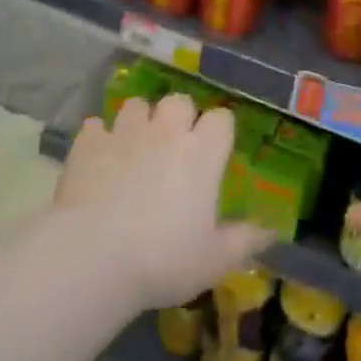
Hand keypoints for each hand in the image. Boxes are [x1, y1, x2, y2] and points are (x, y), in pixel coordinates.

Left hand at [55, 93, 273, 309]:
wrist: (94, 258)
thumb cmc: (164, 259)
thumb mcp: (215, 260)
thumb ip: (245, 240)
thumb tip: (271, 231)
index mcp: (202, 152)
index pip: (222, 118)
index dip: (219, 131)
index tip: (215, 151)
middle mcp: (166, 132)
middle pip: (179, 101)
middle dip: (179, 117)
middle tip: (175, 147)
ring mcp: (124, 133)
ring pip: (136, 105)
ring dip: (139, 121)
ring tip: (135, 146)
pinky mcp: (88, 144)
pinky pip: (95, 126)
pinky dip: (99, 138)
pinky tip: (98, 157)